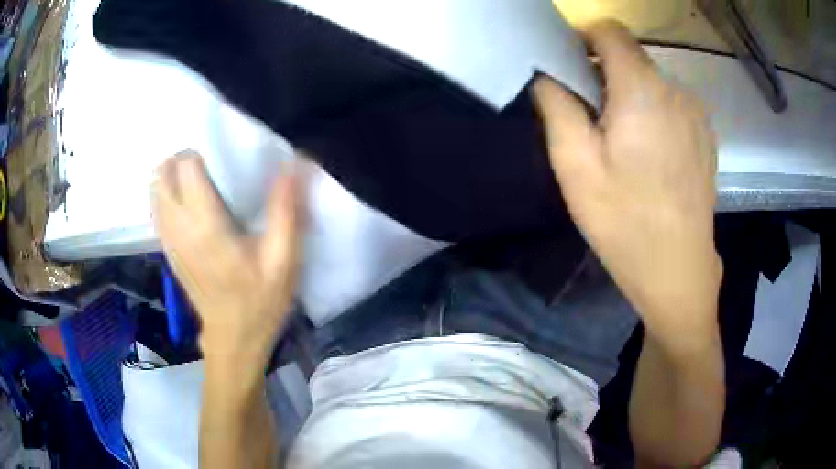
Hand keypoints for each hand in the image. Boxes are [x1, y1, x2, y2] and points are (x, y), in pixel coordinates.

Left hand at [152, 151, 302, 367]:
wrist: (233, 338)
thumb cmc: (260, 300)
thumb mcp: (283, 259)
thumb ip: (286, 208)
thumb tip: (295, 162)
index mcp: (205, 225)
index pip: (185, 167)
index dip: (200, 153)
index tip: (220, 159)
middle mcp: (178, 227)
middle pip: (162, 174)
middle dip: (180, 160)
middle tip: (208, 165)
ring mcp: (169, 240)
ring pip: (154, 190)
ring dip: (171, 175)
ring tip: (198, 181)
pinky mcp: (168, 250)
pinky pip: (156, 209)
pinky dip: (166, 194)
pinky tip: (189, 203)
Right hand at [533, 21, 721, 345]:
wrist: (678, 271)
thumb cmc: (624, 222)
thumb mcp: (574, 165)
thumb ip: (556, 105)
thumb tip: (548, 74)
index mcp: (641, 89)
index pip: (610, 30)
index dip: (584, 39)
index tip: (571, 69)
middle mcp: (675, 89)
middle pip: (631, 56)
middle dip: (604, 74)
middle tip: (593, 122)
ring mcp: (696, 112)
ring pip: (652, 81)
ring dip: (630, 96)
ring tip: (623, 145)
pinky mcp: (706, 134)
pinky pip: (671, 104)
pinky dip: (653, 113)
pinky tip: (651, 157)